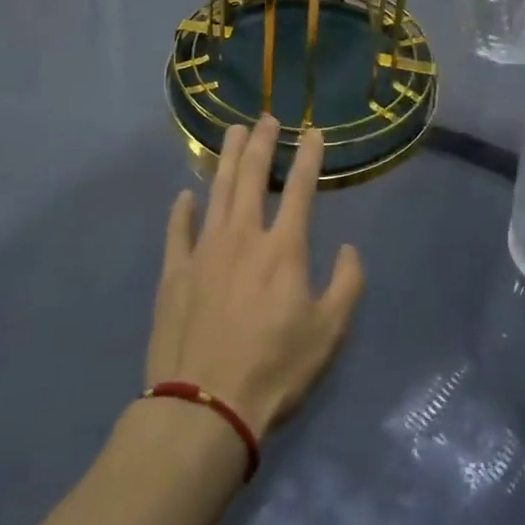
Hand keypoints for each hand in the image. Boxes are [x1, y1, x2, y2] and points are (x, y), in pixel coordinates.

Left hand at [144, 116, 364, 438]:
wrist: (204, 406)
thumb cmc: (274, 369)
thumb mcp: (329, 333)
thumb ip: (347, 285)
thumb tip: (350, 248)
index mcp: (283, 248)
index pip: (301, 189)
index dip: (309, 156)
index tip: (313, 132)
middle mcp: (243, 236)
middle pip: (252, 176)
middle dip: (262, 143)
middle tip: (266, 118)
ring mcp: (204, 250)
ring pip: (217, 191)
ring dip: (226, 159)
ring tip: (232, 133)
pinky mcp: (174, 272)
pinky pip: (178, 230)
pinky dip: (182, 210)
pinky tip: (185, 195)